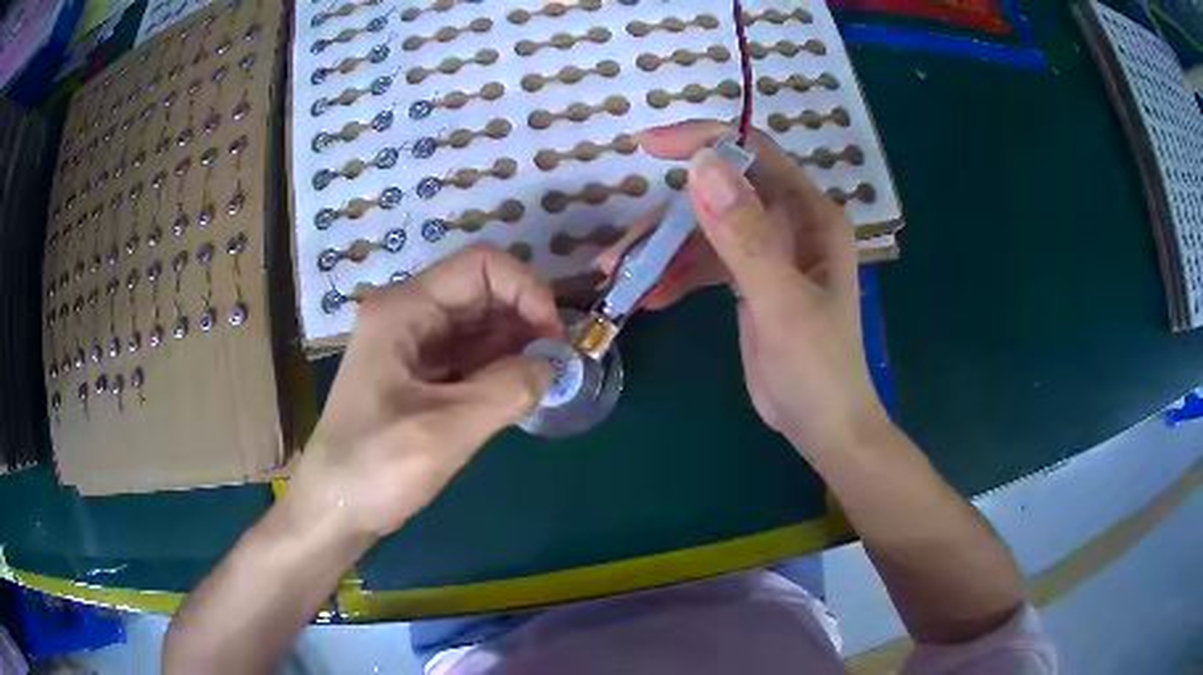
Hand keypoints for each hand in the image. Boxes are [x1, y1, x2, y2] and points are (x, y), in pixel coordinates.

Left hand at [287, 246, 561, 538]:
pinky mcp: (418, 376)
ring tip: (547, 380)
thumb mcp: (445, 431)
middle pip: (481, 292)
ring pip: (478, 325)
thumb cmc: (375, 467)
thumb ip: (507, 391)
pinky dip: (500, 368)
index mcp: (403, 309)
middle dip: (526, 319)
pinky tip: (521, 392)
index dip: (526, 289)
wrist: (334, 511)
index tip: (554, 338)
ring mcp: (411, 345)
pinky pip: (469, 356)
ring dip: (516, 345)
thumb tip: (554, 367)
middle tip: (560, 363)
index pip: (480, 266)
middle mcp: (407, 315)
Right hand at [597, 120, 888, 455]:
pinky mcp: (749, 279)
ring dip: (661, 251)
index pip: (754, 153)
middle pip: (717, 194)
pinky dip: (674, 275)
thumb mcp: (781, 304)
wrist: (823, 426)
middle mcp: (789, 222)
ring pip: (703, 230)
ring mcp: (768, 250)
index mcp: (810, 215)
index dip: (703, 141)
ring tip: (619, 279)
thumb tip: (702, 165)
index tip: (647, 147)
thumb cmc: (817, 369)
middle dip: (666, 219)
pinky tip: (649, 298)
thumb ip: (744, 237)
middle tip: (621, 251)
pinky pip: (703, 263)